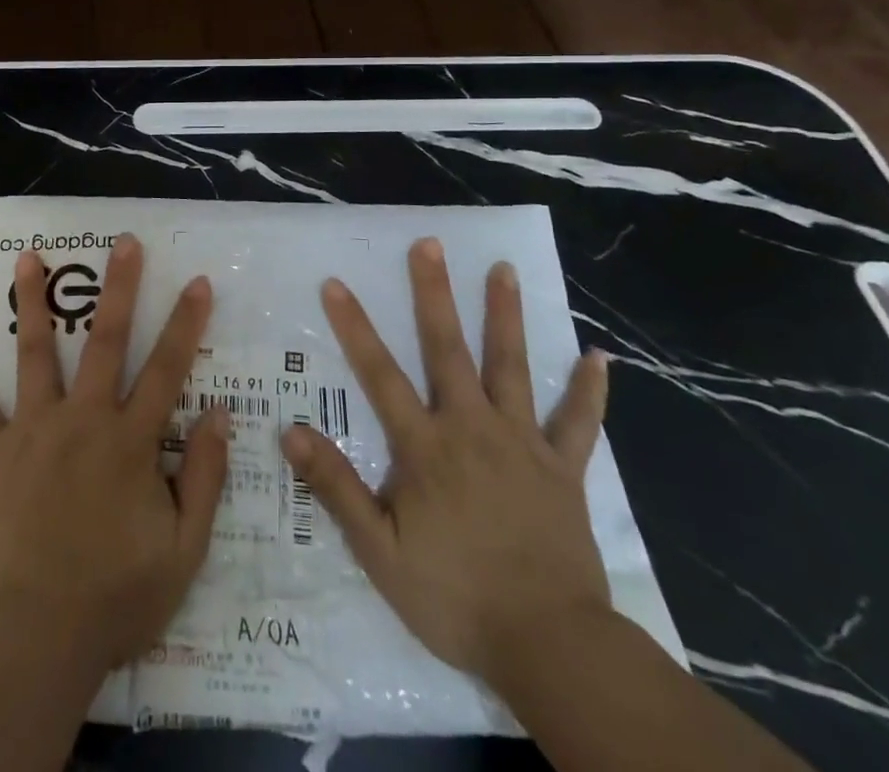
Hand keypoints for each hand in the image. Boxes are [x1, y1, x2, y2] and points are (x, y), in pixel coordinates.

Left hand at [0, 234, 228, 670]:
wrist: (39, 638)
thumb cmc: (117, 595)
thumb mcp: (184, 549)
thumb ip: (206, 478)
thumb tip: (220, 414)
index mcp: (130, 440)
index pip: (167, 369)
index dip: (186, 324)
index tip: (198, 282)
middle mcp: (82, 419)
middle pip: (104, 341)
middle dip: (119, 288)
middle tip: (123, 242)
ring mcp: (33, 431)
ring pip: (34, 353)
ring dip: (32, 302)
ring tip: (29, 256)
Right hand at [281, 238, 611, 682]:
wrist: (549, 646)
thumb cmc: (456, 597)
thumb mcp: (380, 552)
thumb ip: (336, 487)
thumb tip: (290, 431)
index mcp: (425, 447)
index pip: (379, 374)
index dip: (354, 327)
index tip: (336, 283)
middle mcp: (471, 428)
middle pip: (447, 349)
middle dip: (434, 293)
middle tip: (430, 244)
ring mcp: (522, 444)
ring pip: (512, 367)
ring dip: (506, 316)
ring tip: (504, 269)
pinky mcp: (564, 469)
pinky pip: (578, 423)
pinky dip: (588, 391)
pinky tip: (598, 356)